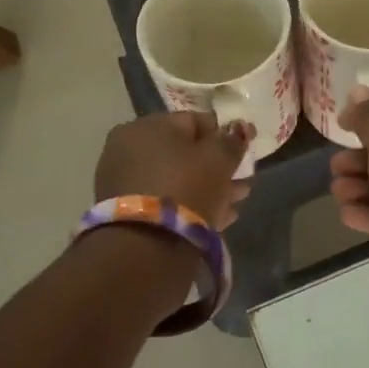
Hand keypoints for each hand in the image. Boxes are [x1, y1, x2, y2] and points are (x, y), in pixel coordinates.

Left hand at [94, 112, 252, 228]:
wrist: (144, 246)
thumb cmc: (185, 188)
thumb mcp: (218, 159)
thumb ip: (232, 140)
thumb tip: (240, 128)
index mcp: (146, 126)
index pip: (194, 121)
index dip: (223, 135)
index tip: (244, 153)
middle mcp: (129, 148)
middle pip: (185, 153)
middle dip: (217, 166)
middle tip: (243, 181)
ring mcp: (124, 182)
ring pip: (177, 179)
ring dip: (208, 187)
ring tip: (237, 201)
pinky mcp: (127, 212)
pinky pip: (166, 200)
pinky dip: (190, 205)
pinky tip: (218, 217)